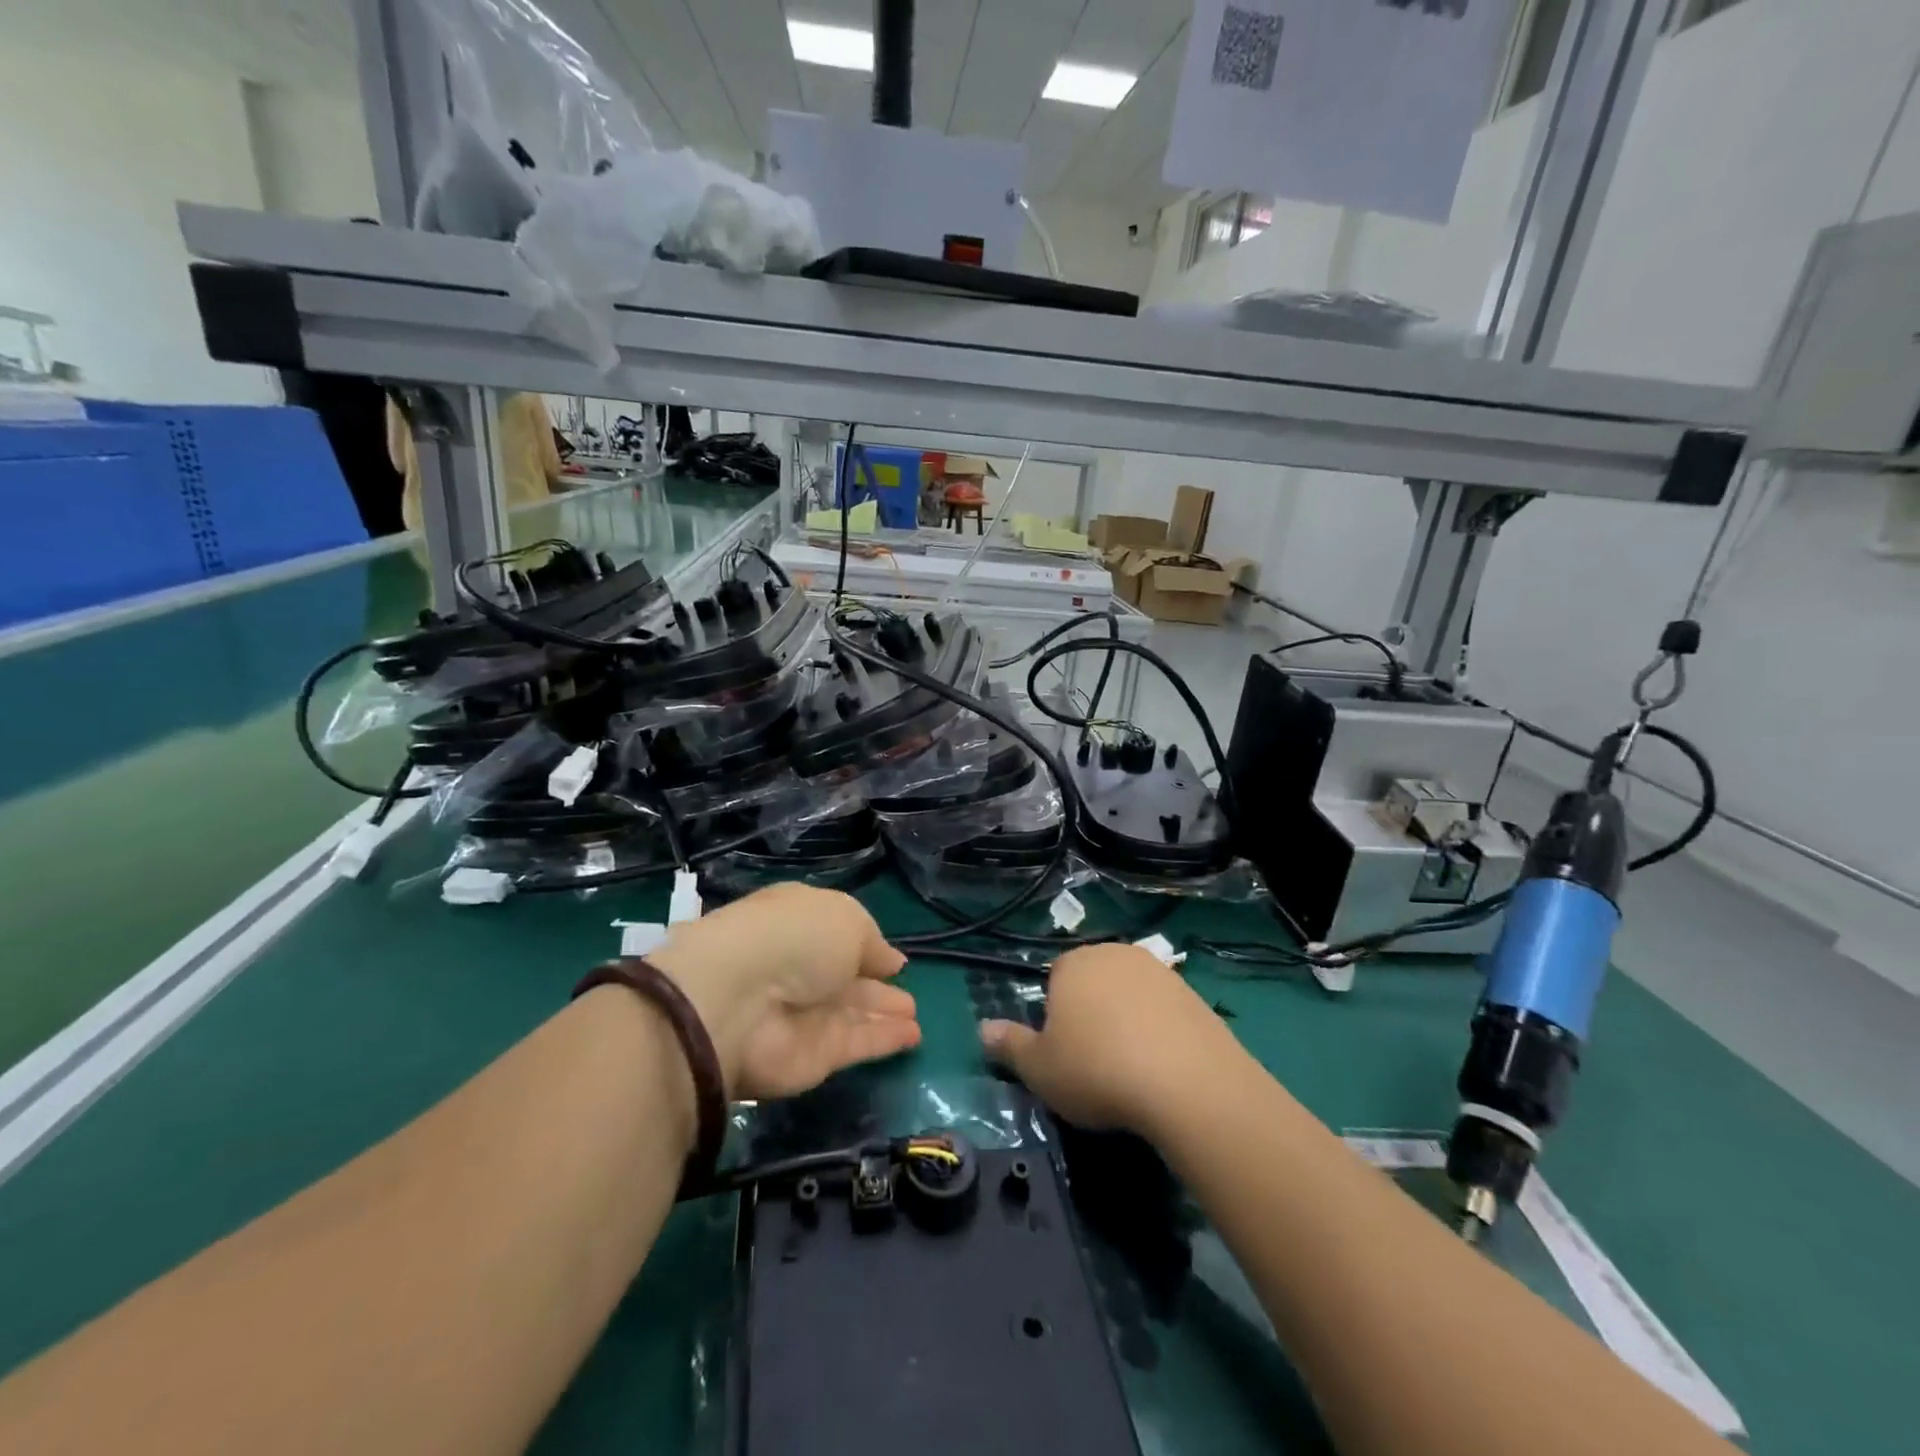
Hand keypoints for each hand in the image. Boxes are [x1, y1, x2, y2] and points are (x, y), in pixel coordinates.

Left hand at [649, 884, 919, 1098]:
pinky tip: (913, 1035)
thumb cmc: (795, 937)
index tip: (893, 959)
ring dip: (883, 1013)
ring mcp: (805, 1014)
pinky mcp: (813, 1056)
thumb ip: (873, 942)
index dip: (864, 945)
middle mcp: (800, 967)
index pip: (836, 934)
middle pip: (844, 978)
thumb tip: (891, 962)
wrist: (741, 1000)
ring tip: (915, 1015)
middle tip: (908, 994)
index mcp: (800, 922)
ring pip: (852, 1012)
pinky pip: (856, 1044)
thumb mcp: (847, 919)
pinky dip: (884, 1040)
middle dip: (875, 985)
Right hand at [980, 943, 1242, 1135]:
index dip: (1056, 1016)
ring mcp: (1159, 971)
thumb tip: (982, 1028)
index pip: (1055, 978)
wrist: (1187, 1082)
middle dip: (1091, 1013)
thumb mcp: (1039, 1068)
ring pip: (1130, 996)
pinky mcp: (1194, 995)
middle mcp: (1115, 954)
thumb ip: (1009, 1045)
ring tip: (1131, 1071)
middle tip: (1094, 1062)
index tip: (1064, 1053)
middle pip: (1094, 982)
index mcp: (1073, 963)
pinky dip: (1159, 1032)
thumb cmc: (1097, 1070)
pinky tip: (1162, 1068)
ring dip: (1127, 1022)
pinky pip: (1164, 1012)